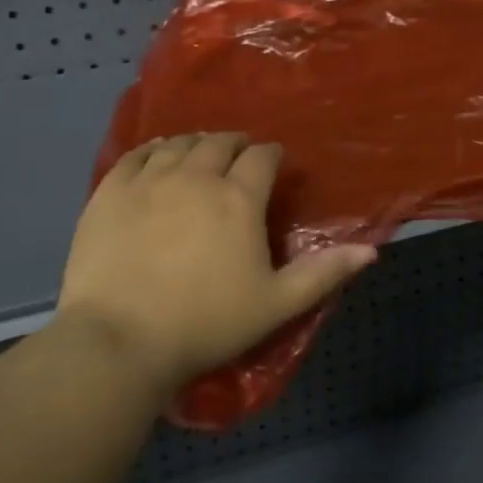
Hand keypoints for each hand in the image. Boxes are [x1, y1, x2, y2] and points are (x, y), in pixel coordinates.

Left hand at [56, 133, 375, 400]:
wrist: (120, 340)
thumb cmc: (205, 323)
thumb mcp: (276, 305)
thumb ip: (324, 273)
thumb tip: (371, 251)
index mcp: (238, 198)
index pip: (262, 156)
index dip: (271, 156)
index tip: (273, 164)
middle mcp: (196, 175)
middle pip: (220, 142)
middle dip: (235, 146)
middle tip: (238, 159)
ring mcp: (149, 179)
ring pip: (179, 143)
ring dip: (196, 144)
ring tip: (200, 155)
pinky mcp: (111, 190)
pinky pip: (137, 153)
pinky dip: (153, 149)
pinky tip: (157, 155)